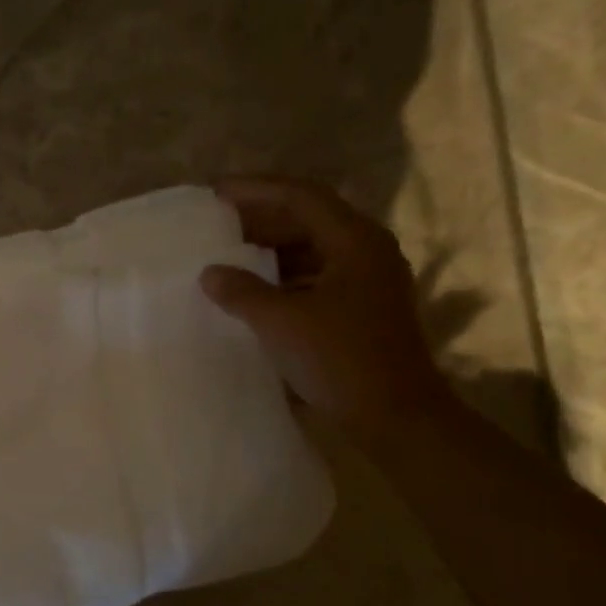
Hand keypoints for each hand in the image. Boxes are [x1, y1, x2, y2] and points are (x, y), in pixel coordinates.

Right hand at [199, 178, 452, 432]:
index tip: (216, 193)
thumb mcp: (282, 322)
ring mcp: (368, 281)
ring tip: (230, 259)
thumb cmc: (340, 359)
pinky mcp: (363, 309)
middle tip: (218, 227)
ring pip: (313, 249)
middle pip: (309, 219)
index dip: (256, 190)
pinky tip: (257, 294)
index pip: (301, 196)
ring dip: (272, 251)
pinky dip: (285, 278)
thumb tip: (210, 273)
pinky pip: (317, 277)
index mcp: (355, 241)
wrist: (394, 415)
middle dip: (262, 220)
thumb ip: (242, 292)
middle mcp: (367, 251)